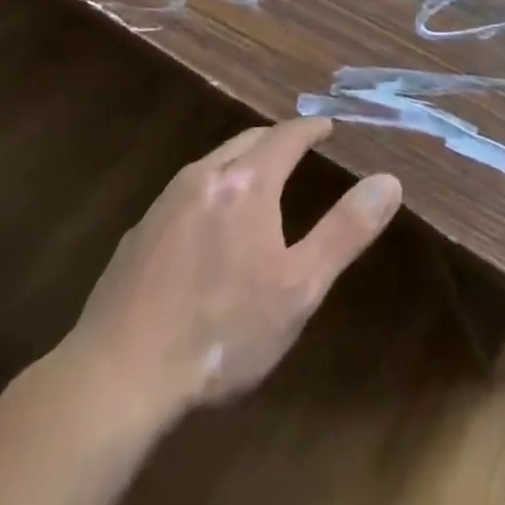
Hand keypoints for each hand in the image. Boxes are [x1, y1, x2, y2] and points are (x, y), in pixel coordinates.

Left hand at [49, 118, 401, 438]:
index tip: (329, 125)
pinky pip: (185, 194)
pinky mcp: (137, 235)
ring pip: (213, 165)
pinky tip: (208, 227)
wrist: (116, 378)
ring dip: (241, 163)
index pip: (286, 134)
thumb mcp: (299, 287)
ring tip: (258, 183)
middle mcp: (204, 177)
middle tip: (297, 150)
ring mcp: (164, 204)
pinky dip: (210, 192)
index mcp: (246, 182)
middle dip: (276, 140)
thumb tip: (389, 181)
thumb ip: (345, 230)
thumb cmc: (221, 330)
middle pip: (247, 140)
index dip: (312, 127)